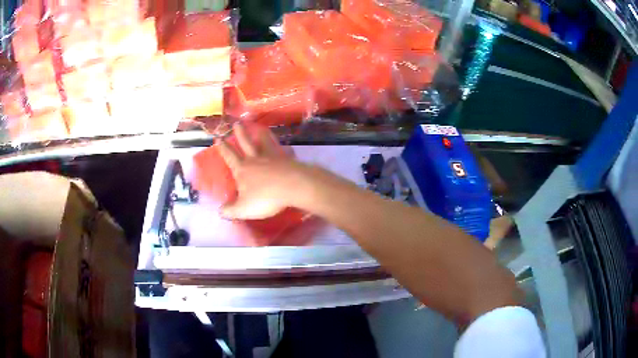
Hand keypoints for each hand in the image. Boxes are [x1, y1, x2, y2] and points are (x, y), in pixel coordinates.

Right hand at [216, 122, 309, 219]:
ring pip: (264, 143)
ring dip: (261, 136)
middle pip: (246, 143)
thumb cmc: (265, 197)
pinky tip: (285, 147)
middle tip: (236, 123)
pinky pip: (282, 151)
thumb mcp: (243, 208)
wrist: (293, 186)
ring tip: (260, 129)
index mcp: (242, 169)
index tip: (218, 138)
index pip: (229, 156)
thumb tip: (220, 211)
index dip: (223, 148)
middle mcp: (255, 159)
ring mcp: (272, 158)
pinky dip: (282, 148)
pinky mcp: (287, 160)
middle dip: (240, 134)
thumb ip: (231, 210)